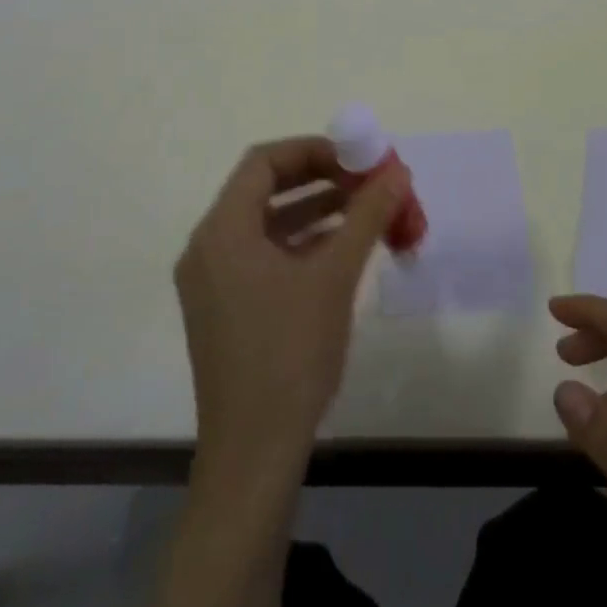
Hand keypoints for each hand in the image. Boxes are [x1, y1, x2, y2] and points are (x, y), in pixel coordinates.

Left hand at [174, 136, 406, 474]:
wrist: (254, 455)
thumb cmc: (290, 354)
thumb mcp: (335, 276)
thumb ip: (366, 215)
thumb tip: (397, 171)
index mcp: (222, 230)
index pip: (264, 162)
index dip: (312, 150)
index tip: (355, 157)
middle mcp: (208, 247)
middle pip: (264, 189)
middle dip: (319, 178)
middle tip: (364, 180)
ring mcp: (212, 282)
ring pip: (266, 224)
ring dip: (314, 211)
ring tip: (363, 210)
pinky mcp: (224, 309)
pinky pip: (263, 255)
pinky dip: (300, 243)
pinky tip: (340, 249)